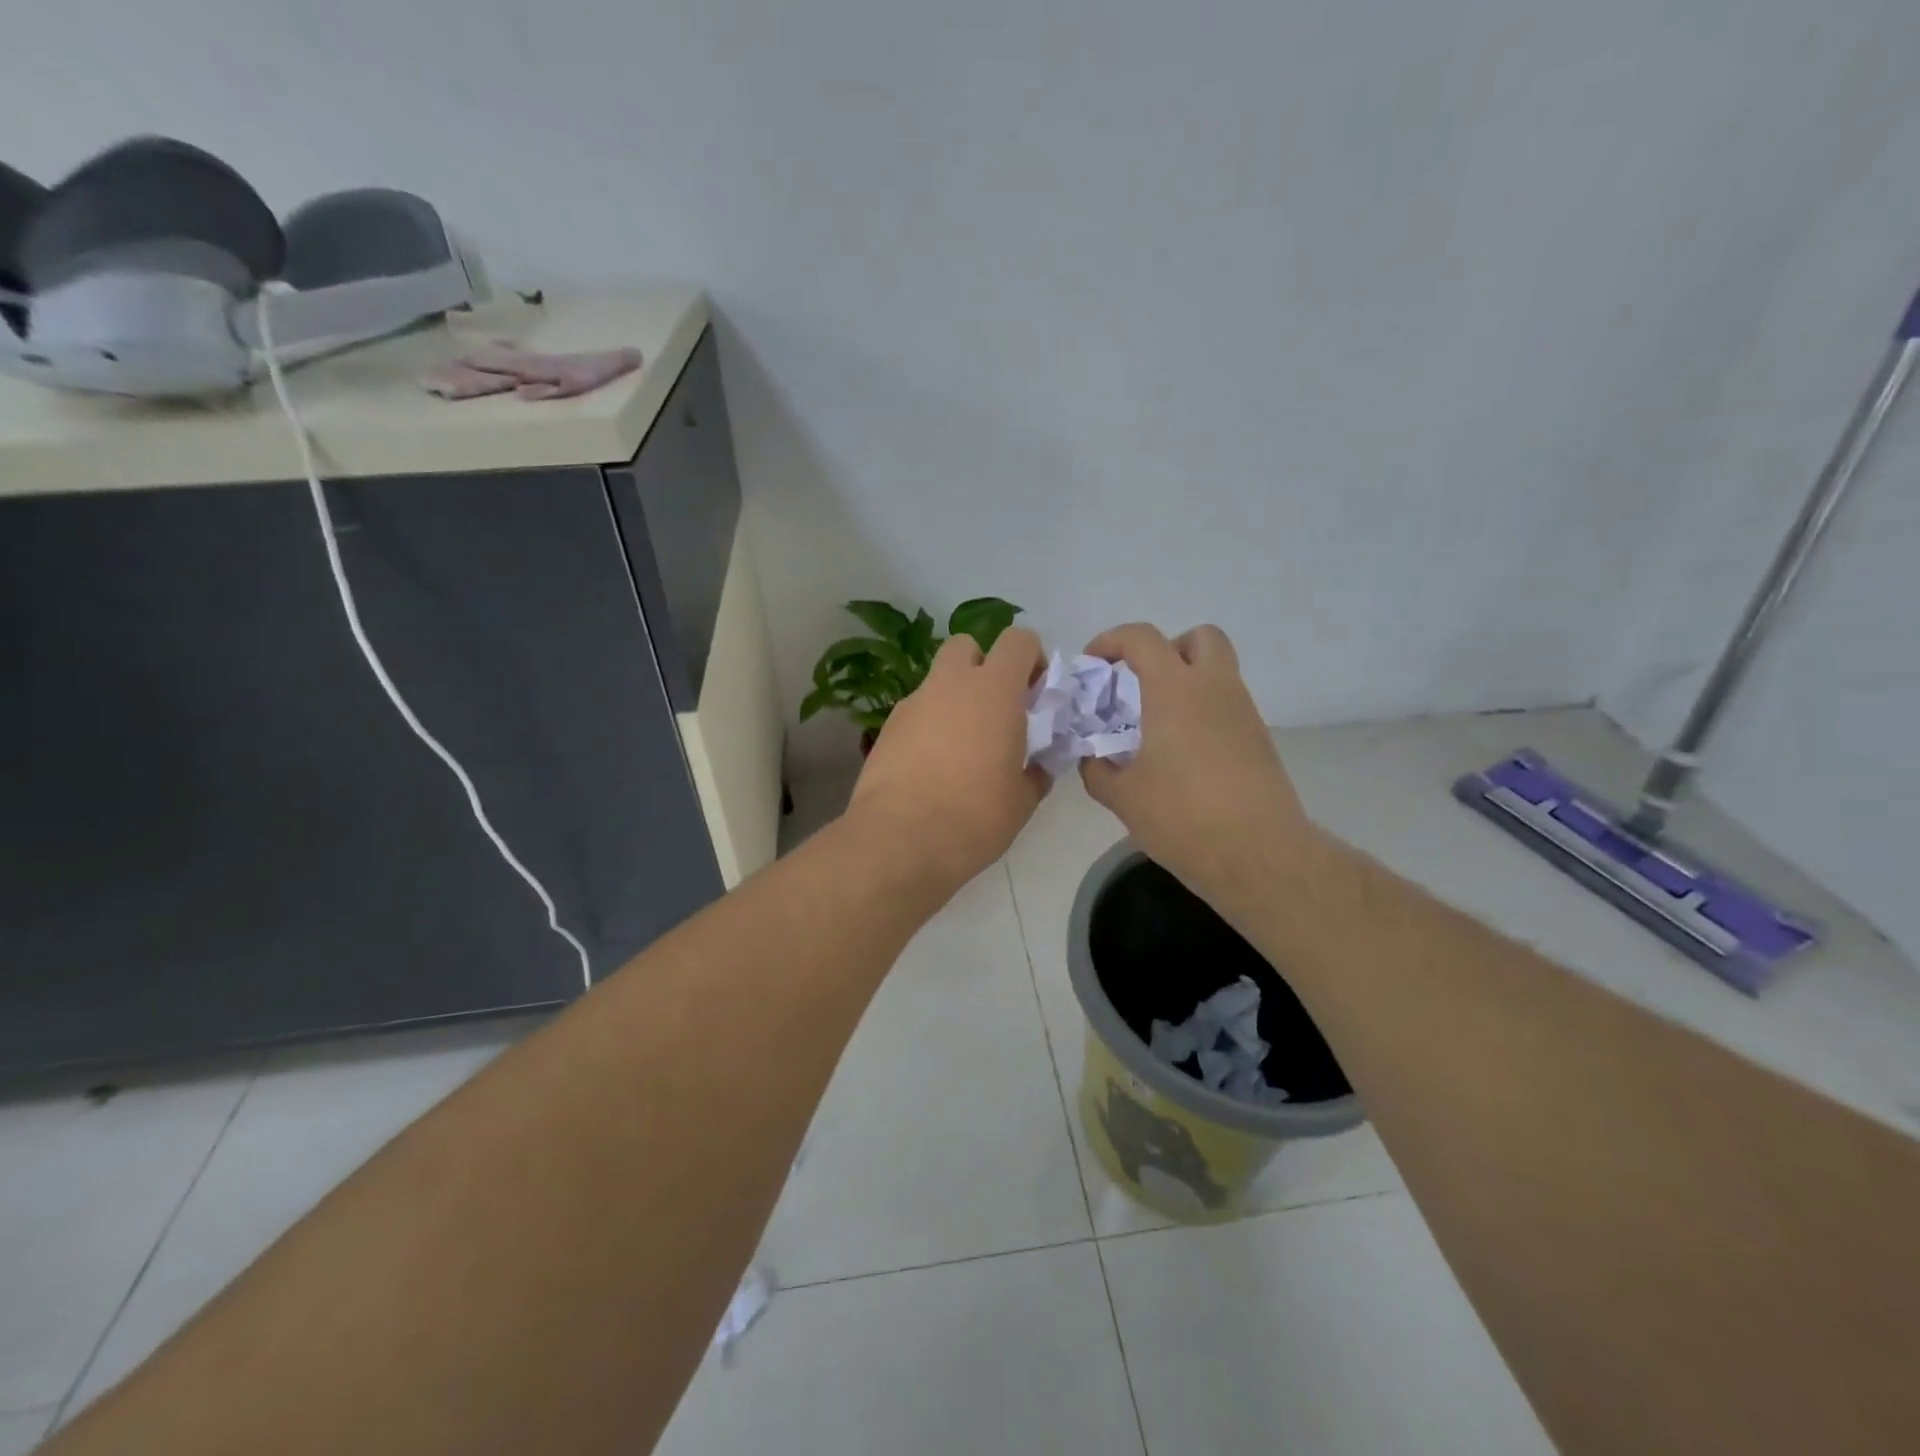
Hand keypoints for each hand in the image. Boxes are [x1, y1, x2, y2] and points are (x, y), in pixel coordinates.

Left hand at [847, 627, 1048, 890]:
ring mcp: (913, 704)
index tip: (1036, 693)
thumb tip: (1038, 766)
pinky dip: (929, 725)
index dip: (1032, 659)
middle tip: (996, 709)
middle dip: (984, 666)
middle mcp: (950, 685)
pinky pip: (916, 712)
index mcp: (994, 691)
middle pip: (968, 646)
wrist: (900, 840)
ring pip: (938, 681)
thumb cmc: (975, 816)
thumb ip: (1036, 771)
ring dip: (955, 698)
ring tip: (963, 746)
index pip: (1019, 641)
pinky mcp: (887, 728)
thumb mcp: (1022, 800)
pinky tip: (932, 766)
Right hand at [1079, 623, 1319, 912]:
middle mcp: (1215, 689)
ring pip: (1218, 673)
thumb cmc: (1183, 818)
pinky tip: (1183, 756)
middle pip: (1200, 637)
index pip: (1142, 638)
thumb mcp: (1123, 797)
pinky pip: (1227, 707)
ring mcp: (1244, 713)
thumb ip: (1098, 770)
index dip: (1111, 641)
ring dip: (1186, 683)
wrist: (1259, 855)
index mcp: (1175, 691)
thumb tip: (1093, 759)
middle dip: (1167, 650)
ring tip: (1157, 727)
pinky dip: (1203, 714)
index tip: (1093, 665)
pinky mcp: (1259, 741)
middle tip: (1142, 684)